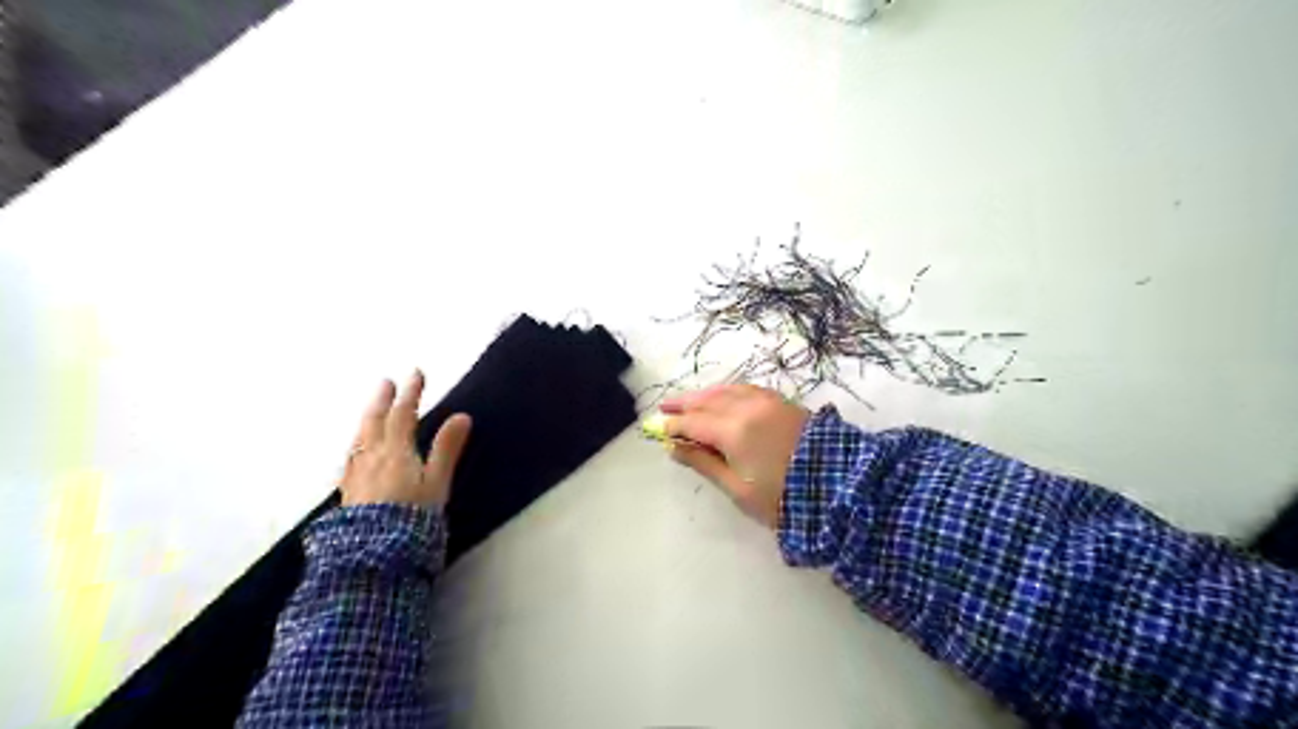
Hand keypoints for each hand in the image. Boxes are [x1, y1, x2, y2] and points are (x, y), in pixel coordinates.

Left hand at [339, 371, 472, 505]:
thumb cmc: (412, 518)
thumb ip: (447, 449)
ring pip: (359, 439)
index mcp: (396, 452)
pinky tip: (356, 452)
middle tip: (385, 383)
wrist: (373, 556)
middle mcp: (372, 458)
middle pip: (375, 423)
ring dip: (367, 420)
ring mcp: (357, 475)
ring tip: (371, 411)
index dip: (411, 393)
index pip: (404, 415)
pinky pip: (351, 458)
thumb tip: (462, 416)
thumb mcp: (437, 483)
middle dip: (382, 401)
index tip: (416, 373)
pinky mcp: (349, 493)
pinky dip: (357, 445)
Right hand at [663, 384, 808, 526]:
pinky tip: (722, 395)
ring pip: (726, 390)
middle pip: (707, 401)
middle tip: (664, 406)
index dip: (674, 425)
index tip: (656, 428)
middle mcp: (747, 408)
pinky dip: (727, 390)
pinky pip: (746, 389)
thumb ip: (704, 464)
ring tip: (688, 400)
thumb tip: (675, 448)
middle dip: (684, 404)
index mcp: (734, 431)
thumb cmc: (782, 497)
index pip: (694, 423)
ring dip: (704, 394)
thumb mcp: (737, 489)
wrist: (838, 487)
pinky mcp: (781, 401)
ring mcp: (766, 401)